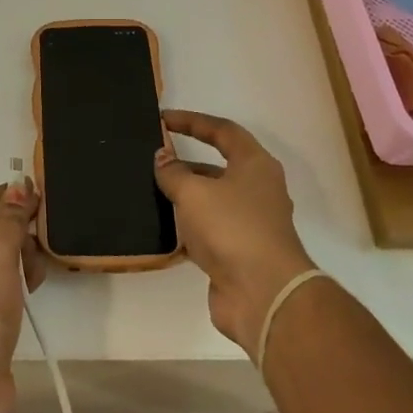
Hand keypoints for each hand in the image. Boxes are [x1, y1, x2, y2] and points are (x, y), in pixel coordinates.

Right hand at [155, 110, 316, 357]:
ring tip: (150, 192)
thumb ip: (173, 172)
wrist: (262, 294)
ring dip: (184, 196)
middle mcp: (257, 189)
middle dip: (185, 162)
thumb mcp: (194, 192)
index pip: (223, 130)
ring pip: (212, 200)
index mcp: (255, 165)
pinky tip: (161, 228)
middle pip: (218, 166)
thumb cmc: (232, 228)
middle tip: (152, 160)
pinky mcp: (239, 252)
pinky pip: (208, 230)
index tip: (163, 119)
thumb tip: (162, 157)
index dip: (192, 121)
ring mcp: (250, 223)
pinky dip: (187, 227)